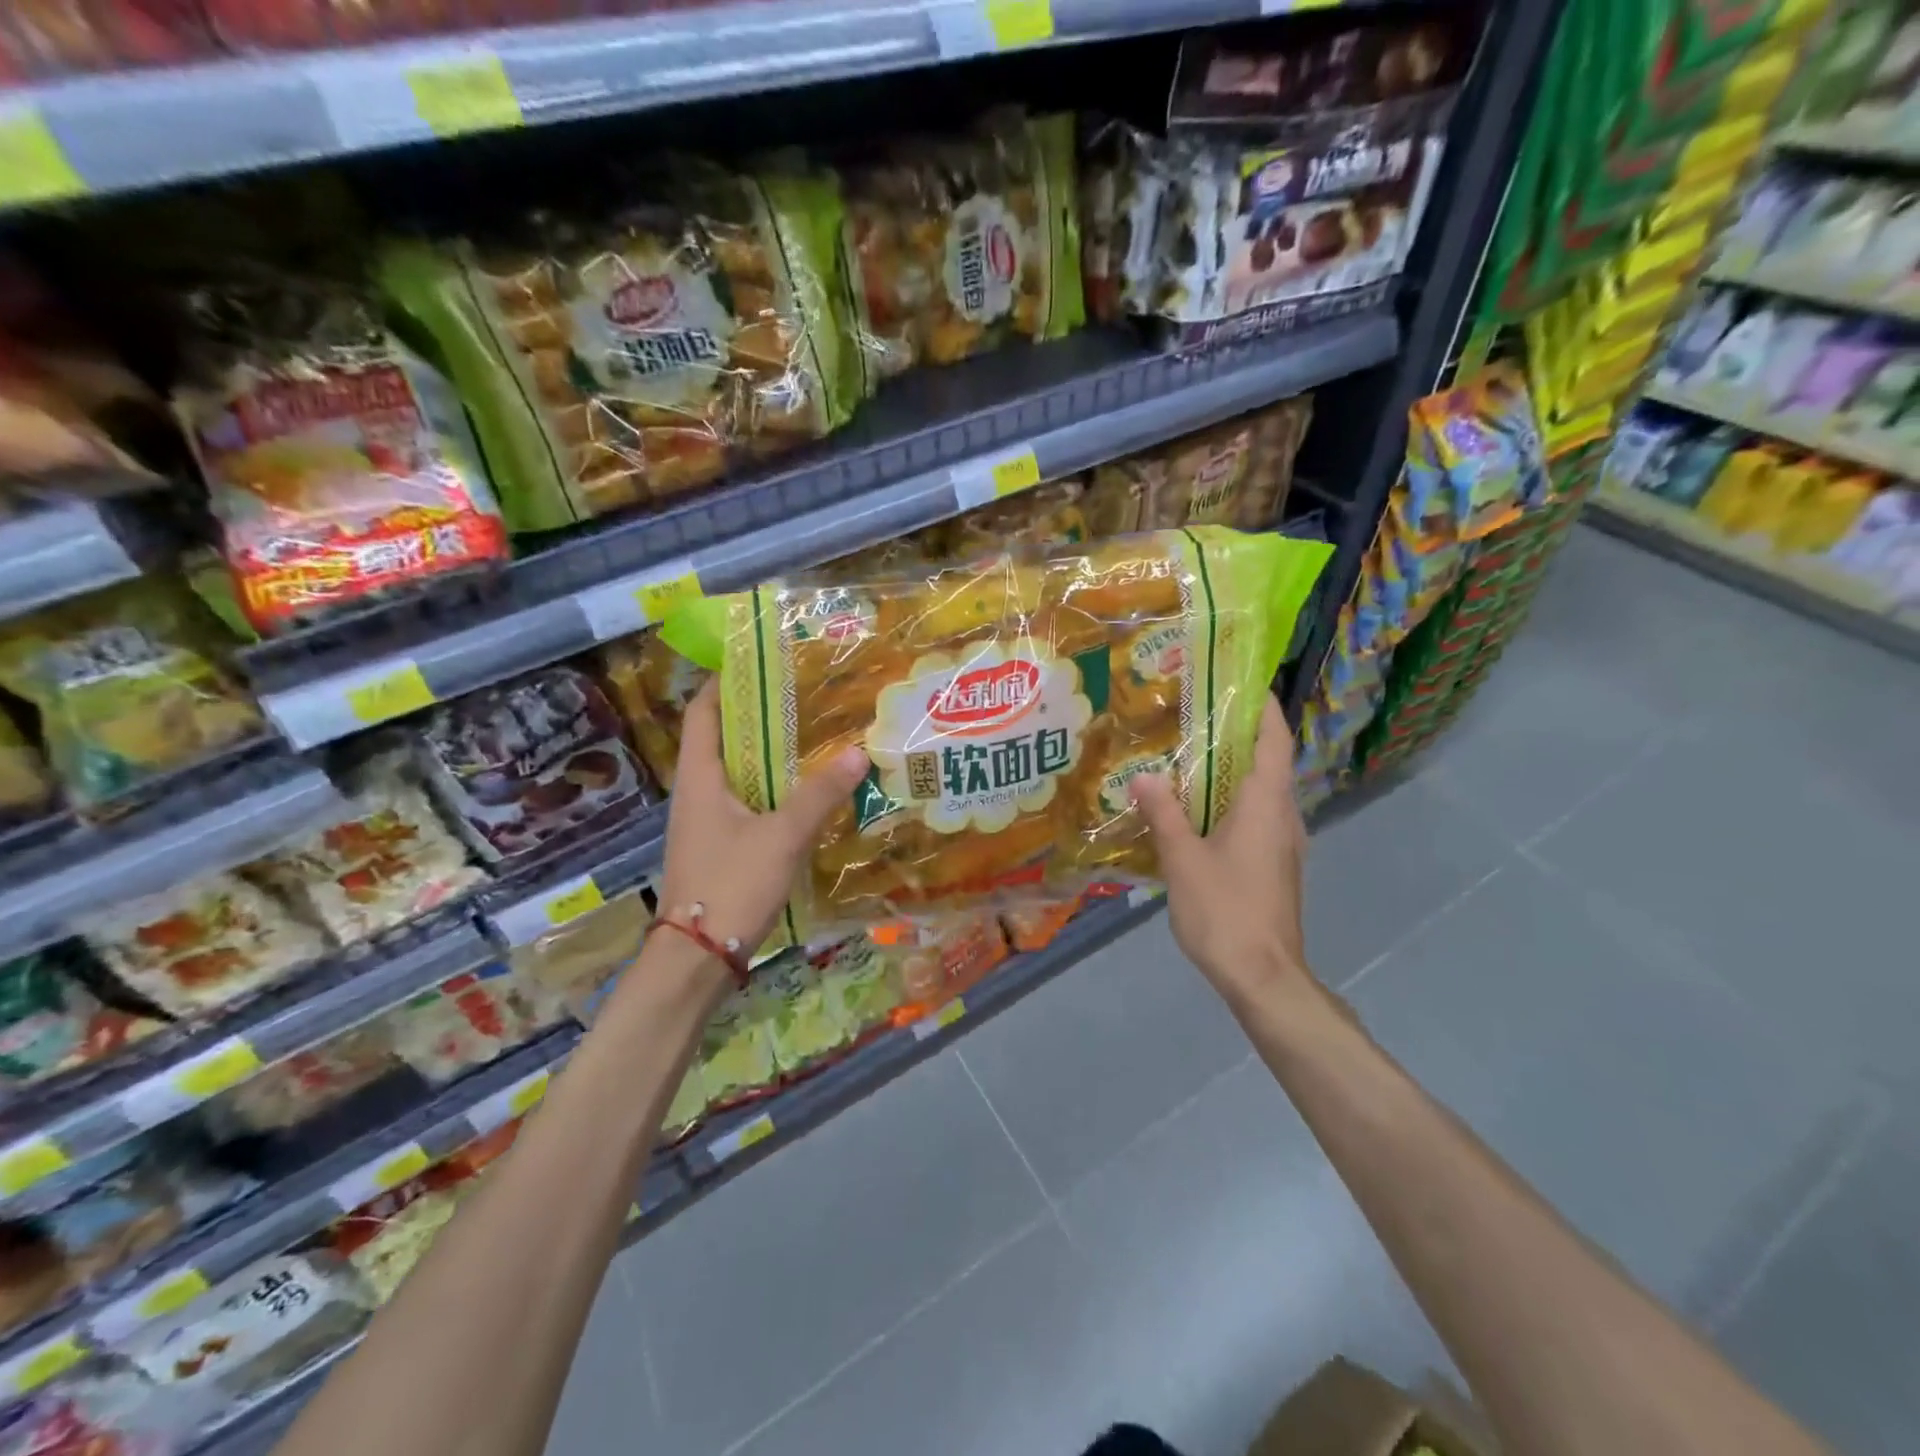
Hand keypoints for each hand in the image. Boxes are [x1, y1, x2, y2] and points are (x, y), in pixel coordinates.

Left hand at [655, 679, 868, 970]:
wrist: (697, 958)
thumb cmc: (730, 885)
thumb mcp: (781, 836)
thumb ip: (820, 794)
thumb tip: (859, 752)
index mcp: (700, 776)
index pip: (703, 710)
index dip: (725, 680)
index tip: (762, 660)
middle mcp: (698, 791)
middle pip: (724, 737)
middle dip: (759, 713)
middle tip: (805, 694)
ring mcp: (707, 820)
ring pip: (738, 771)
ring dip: (769, 752)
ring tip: (813, 734)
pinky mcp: (721, 845)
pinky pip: (747, 800)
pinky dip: (772, 787)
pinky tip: (806, 790)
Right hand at [1129, 693, 1310, 1009]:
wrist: (1263, 976)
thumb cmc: (1226, 911)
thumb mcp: (1184, 859)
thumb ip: (1164, 814)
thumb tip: (1144, 776)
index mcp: (1266, 804)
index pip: (1275, 741)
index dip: (1265, 708)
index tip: (1244, 683)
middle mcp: (1283, 816)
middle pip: (1269, 762)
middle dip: (1239, 736)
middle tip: (1196, 716)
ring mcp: (1283, 844)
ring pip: (1262, 792)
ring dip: (1233, 771)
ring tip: (1191, 757)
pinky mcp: (1276, 866)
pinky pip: (1256, 817)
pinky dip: (1232, 802)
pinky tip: (1198, 811)